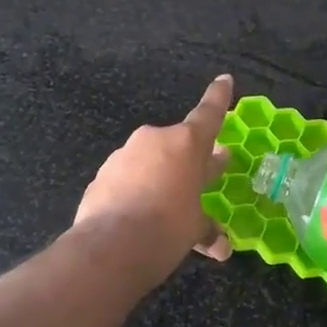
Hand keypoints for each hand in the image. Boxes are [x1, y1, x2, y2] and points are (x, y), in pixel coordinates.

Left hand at [74, 76, 234, 268]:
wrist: (109, 247)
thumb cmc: (167, 229)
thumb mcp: (194, 230)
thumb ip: (206, 228)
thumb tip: (221, 246)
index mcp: (187, 144)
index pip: (209, 113)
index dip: (219, 97)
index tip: (224, 79)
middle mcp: (155, 139)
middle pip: (178, 144)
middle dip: (190, 159)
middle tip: (199, 175)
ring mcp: (124, 154)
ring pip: (150, 161)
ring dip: (160, 178)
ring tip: (164, 208)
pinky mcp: (102, 174)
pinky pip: (127, 177)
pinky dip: (135, 191)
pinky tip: (137, 216)